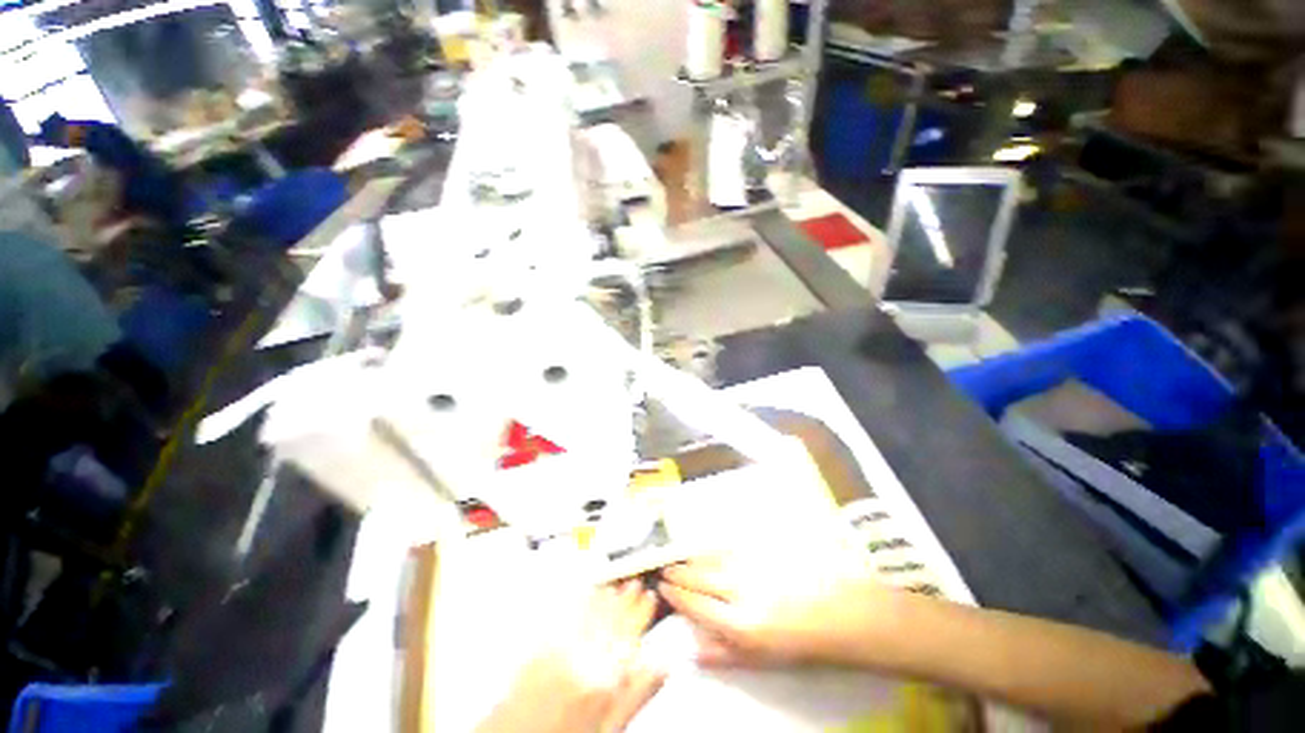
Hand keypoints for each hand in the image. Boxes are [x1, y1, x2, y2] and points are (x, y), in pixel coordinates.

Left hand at [476, 580, 664, 732]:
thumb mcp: (612, 726)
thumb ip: (637, 694)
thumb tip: (661, 666)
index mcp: (605, 678)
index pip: (631, 632)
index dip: (643, 611)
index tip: (650, 597)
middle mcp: (584, 657)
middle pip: (611, 618)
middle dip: (626, 597)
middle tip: (635, 583)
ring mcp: (560, 649)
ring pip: (589, 613)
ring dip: (604, 595)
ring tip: (614, 585)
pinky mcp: (540, 647)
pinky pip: (564, 615)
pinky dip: (576, 602)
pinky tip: (582, 593)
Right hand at [659, 552, 892, 667]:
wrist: (838, 611)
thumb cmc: (800, 642)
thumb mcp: (761, 659)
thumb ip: (724, 655)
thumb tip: (692, 650)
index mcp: (739, 623)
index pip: (695, 604)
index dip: (676, 595)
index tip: (662, 588)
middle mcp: (740, 590)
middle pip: (699, 577)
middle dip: (678, 573)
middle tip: (665, 570)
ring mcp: (751, 565)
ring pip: (711, 558)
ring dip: (692, 559)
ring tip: (680, 559)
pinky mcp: (762, 550)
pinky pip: (729, 546)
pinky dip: (713, 548)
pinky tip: (707, 549)